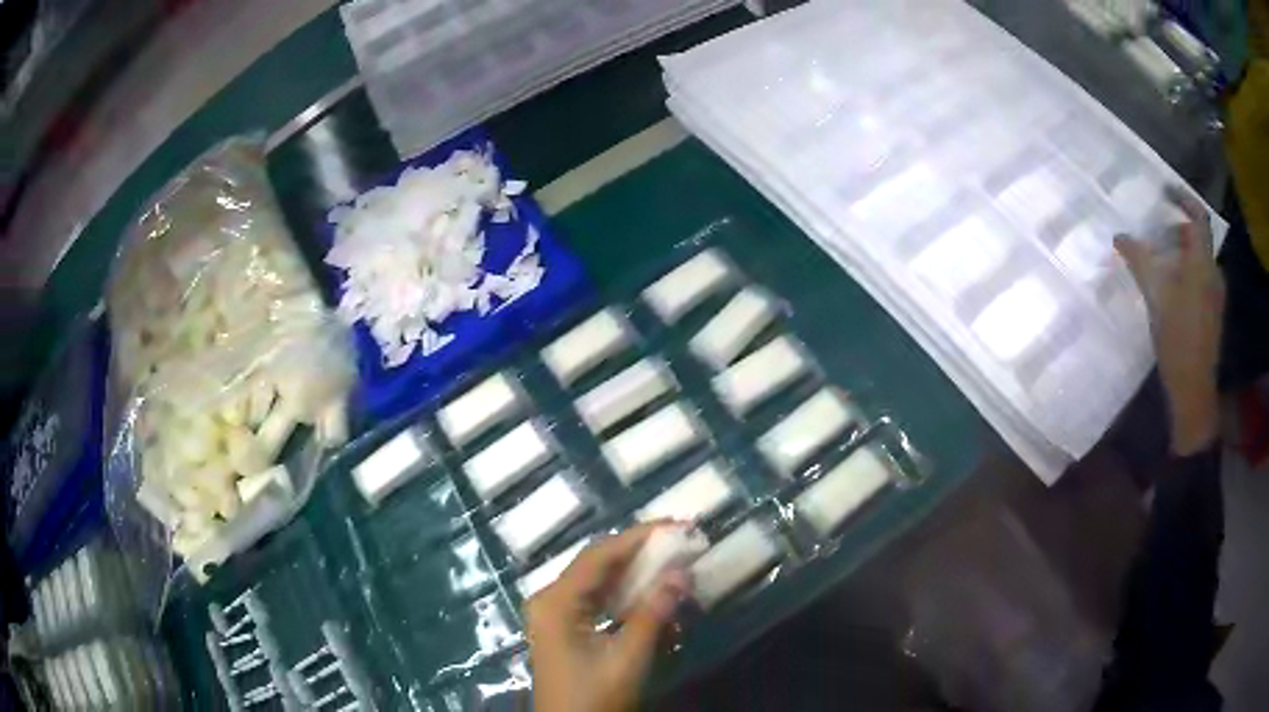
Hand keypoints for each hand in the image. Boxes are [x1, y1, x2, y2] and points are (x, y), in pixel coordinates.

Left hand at [526, 523, 689, 711]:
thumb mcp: (627, 658)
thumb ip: (652, 614)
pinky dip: (625, 598)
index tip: (675, 525)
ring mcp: (554, 615)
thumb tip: (680, 573)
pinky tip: (651, 597)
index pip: (599, 555)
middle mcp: (549, 600)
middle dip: (640, 554)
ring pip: (598, 582)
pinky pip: (596, 601)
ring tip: (672, 565)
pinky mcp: (564, 629)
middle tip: (680, 543)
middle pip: (597, 565)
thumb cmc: (594, 697)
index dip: (638, 537)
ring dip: (635, 575)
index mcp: (556, 601)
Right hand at [1115, 186, 1224, 455]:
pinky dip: (1187, 275)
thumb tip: (1120, 236)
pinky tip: (1172, 291)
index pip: (1199, 217)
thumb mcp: (1155, 296)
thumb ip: (1139, 260)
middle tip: (1156, 234)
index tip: (1166, 191)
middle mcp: (1214, 273)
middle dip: (1177, 231)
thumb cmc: (1177, 338)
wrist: (1193, 390)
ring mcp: (1216, 296)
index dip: (1184, 198)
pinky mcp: (1214, 314)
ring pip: (1199, 262)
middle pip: (1198, 240)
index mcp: (1203, 263)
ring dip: (1181, 255)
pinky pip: (1201, 281)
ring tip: (1160, 264)